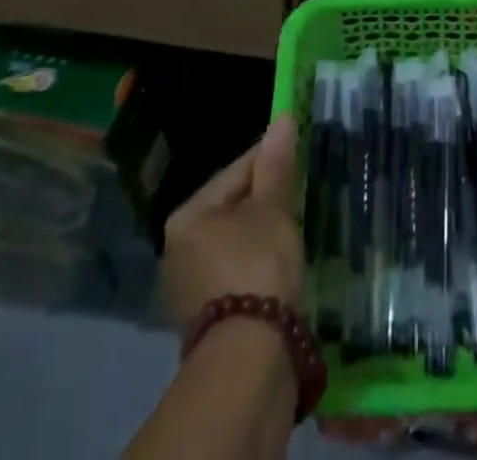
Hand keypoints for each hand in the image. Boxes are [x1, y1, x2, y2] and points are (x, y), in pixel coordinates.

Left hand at [162, 115, 303, 327]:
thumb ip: (276, 165)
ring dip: (261, 231)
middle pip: (232, 206)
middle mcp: (178, 248)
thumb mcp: (272, 209)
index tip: (297, 151)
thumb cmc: (257, 266)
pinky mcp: (207, 315)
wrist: (248, 359)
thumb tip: (282, 118)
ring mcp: (189, 285)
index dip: (269, 158)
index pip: (235, 171)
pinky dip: (257, 262)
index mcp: (188, 216)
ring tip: (293, 225)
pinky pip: (236, 270)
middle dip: (264, 198)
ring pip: (234, 240)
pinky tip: (280, 262)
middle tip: (298, 191)